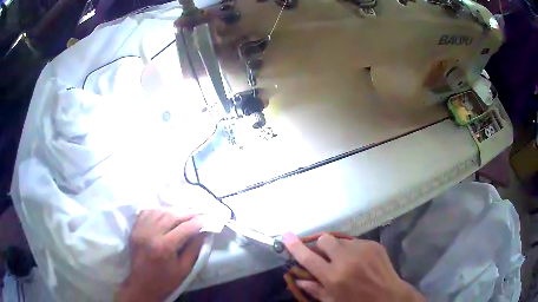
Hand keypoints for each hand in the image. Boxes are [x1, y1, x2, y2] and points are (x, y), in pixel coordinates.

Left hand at [115, 209, 204, 301]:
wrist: (142, 284)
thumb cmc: (165, 280)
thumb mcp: (184, 269)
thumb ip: (194, 249)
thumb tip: (204, 231)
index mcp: (164, 247)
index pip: (184, 228)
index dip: (198, 222)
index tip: (207, 218)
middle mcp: (151, 234)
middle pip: (172, 215)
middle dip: (188, 212)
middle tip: (199, 212)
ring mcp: (140, 229)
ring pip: (160, 211)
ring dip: (174, 210)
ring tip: (186, 212)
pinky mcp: (135, 228)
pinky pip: (148, 212)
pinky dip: (159, 210)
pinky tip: (167, 213)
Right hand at [283, 233, 424, 301]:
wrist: (389, 297)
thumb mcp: (333, 301)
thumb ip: (314, 290)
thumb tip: (298, 280)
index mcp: (334, 277)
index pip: (308, 258)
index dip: (295, 246)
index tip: (285, 235)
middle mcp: (346, 259)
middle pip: (325, 240)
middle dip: (321, 246)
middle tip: (325, 257)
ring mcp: (362, 249)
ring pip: (341, 240)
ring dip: (338, 249)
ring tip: (346, 262)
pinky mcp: (374, 244)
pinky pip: (356, 242)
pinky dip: (352, 250)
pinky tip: (360, 261)